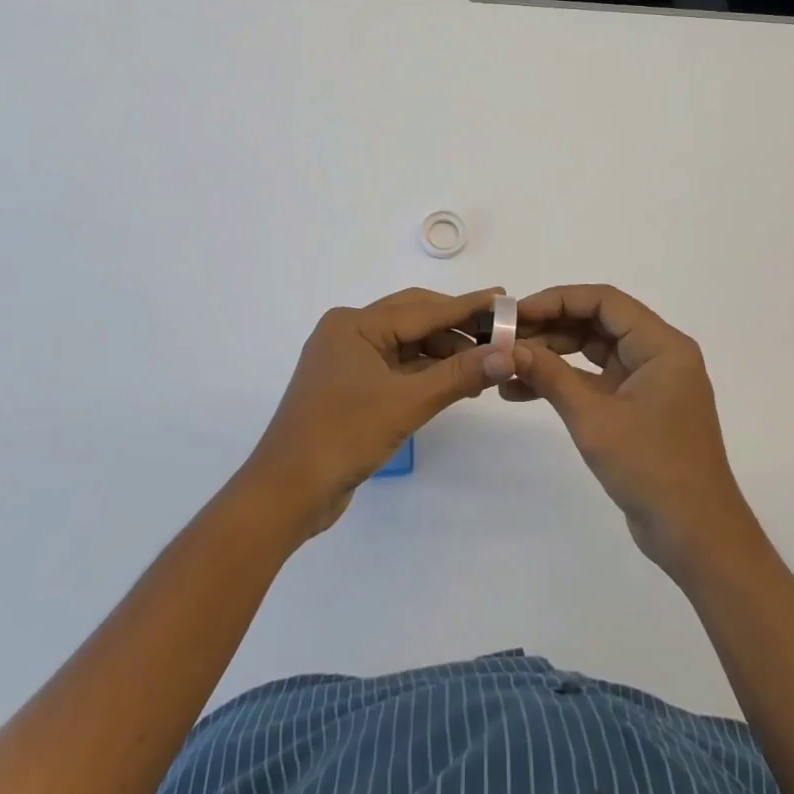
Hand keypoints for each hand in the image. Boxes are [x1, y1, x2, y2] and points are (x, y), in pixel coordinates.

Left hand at [246, 287, 514, 536]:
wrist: (285, 494)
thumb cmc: (342, 436)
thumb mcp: (406, 403)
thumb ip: (458, 375)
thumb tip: (507, 354)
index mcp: (354, 324)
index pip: (422, 309)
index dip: (466, 306)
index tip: (504, 300)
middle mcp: (349, 333)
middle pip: (413, 320)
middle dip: (456, 328)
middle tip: (499, 333)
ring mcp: (347, 361)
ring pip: (406, 346)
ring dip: (443, 354)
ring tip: (484, 364)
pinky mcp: (350, 388)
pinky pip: (396, 368)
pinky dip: (425, 373)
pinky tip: (454, 383)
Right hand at [505, 284, 759, 574]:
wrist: (697, 539)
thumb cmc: (652, 469)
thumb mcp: (594, 419)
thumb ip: (550, 376)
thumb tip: (508, 347)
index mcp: (662, 345)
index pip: (604, 301)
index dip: (558, 300)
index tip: (517, 314)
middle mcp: (658, 354)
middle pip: (597, 322)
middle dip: (549, 328)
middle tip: (505, 338)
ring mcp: (647, 382)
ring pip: (592, 351)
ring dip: (551, 356)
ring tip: (507, 365)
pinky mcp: (637, 407)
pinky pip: (595, 380)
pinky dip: (563, 383)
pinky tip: (522, 392)